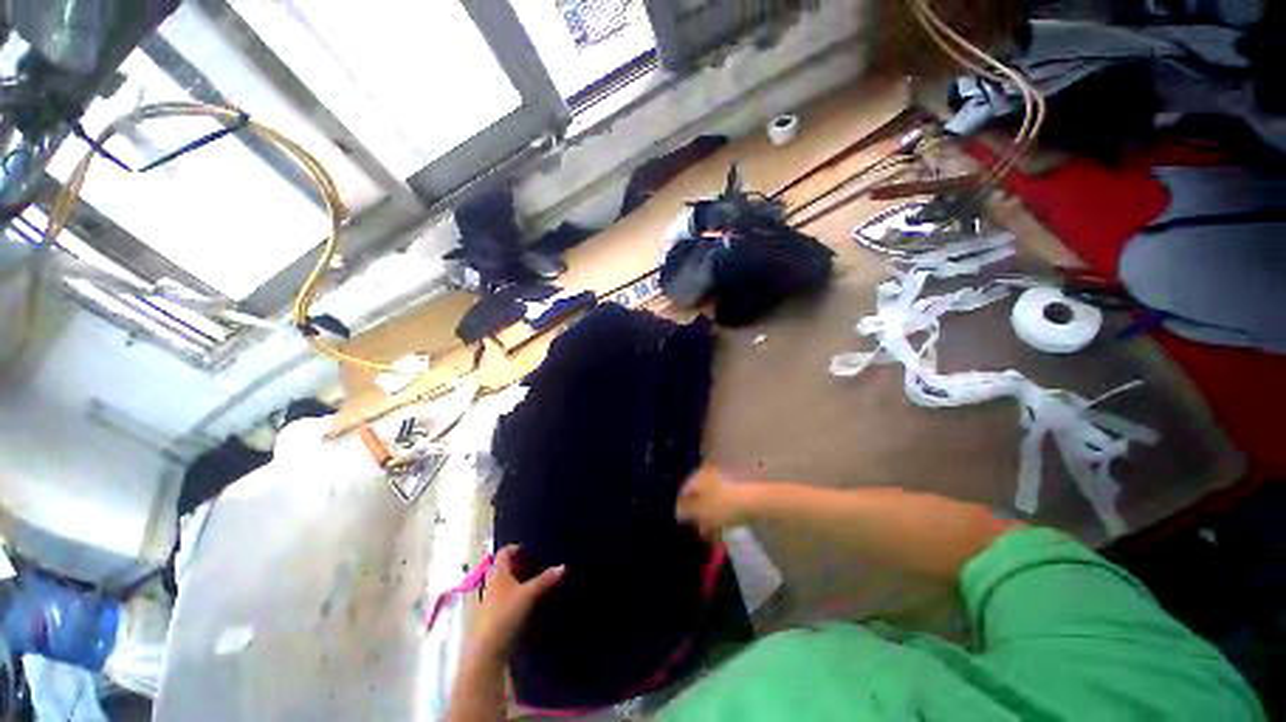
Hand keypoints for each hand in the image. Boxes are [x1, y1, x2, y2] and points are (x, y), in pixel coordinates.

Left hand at [467, 545, 563, 663]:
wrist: (486, 654)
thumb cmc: (505, 616)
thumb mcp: (529, 595)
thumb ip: (545, 580)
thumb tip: (562, 566)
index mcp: (497, 574)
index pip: (503, 553)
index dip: (513, 548)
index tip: (526, 549)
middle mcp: (490, 586)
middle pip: (501, 569)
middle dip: (515, 566)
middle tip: (532, 565)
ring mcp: (488, 604)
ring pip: (501, 586)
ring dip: (514, 583)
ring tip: (531, 584)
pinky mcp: (490, 621)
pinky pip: (502, 602)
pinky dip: (512, 599)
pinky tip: (524, 606)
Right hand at [676, 465, 746, 540]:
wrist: (759, 498)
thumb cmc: (724, 503)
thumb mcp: (700, 510)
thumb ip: (684, 510)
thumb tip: (674, 510)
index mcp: (697, 475)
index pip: (683, 491)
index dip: (680, 509)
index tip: (683, 526)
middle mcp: (709, 473)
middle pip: (699, 495)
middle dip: (697, 515)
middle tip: (699, 533)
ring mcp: (726, 479)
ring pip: (713, 499)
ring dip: (711, 517)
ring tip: (713, 536)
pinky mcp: (740, 488)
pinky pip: (726, 502)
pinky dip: (724, 514)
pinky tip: (726, 528)